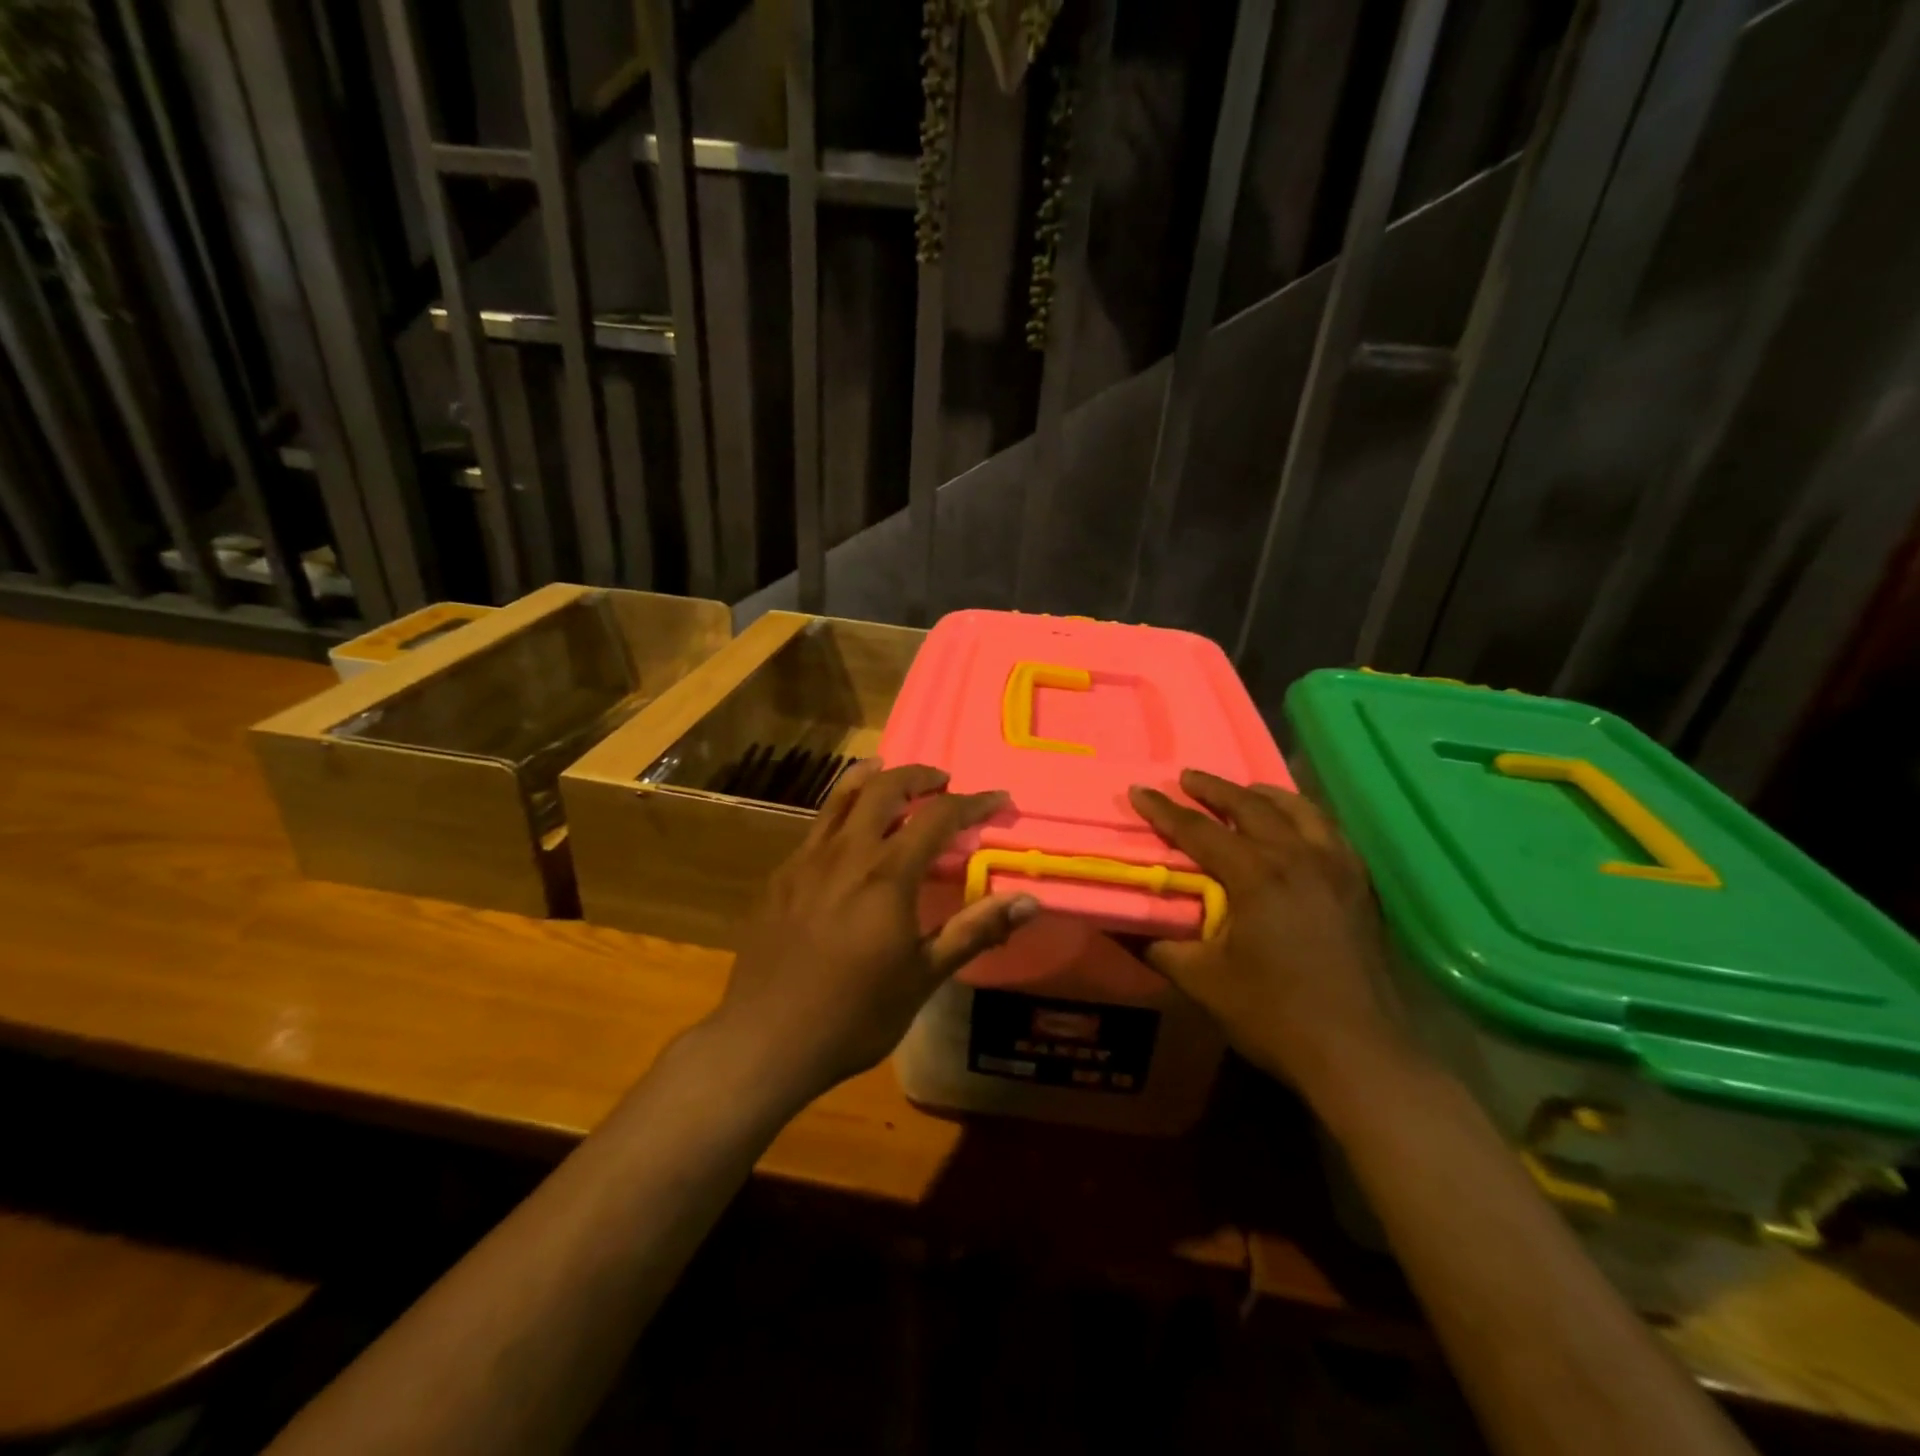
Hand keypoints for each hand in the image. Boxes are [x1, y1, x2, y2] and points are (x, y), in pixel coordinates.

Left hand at [711, 760, 1037, 1101]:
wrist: (765, 1039)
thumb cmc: (855, 1014)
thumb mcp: (923, 976)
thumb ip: (974, 931)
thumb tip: (1029, 900)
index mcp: (887, 875)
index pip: (938, 817)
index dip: (972, 803)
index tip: (998, 798)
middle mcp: (846, 853)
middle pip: (884, 789)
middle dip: (918, 776)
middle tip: (942, 781)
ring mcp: (807, 861)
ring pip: (842, 798)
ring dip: (873, 778)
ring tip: (890, 772)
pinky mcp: (781, 877)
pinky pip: (817, 826)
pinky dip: (841, 810)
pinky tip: (848, 833)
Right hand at [1128, 770, 1412, 1099]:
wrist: (1362, 1054)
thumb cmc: (1274, 1015)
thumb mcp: (1202, 982)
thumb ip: (1156, 946)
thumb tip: (1115, 924)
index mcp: (1256, 876)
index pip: (1200, 830)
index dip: (1165, 810)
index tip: (1140, 790)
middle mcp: (1298, 857)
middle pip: (1251, 806)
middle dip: (1214, 789)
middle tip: (1187, 777)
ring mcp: (1337, 867)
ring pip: (1299, 810)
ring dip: (1263, 794)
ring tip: (1243, 789)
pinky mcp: (1360, 885)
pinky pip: (1329, 830)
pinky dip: (1304, 815)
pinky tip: (1297, 825)